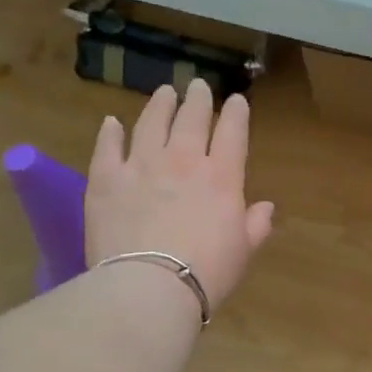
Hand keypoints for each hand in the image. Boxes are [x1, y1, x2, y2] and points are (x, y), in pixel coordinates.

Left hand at [85, 80, 274, 311]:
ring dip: (159, 104)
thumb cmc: (207, 273)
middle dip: (198, 99)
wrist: (150, 286)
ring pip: (150, 122)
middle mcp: (182, 160)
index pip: (232, 133)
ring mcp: (141, 165)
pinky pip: (107, 147)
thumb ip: (256, 225)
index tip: (236, 100)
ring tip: (164, 92)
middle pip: (191, 119)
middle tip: (198, 86)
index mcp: (221, 177)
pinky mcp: (105, 179)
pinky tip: (112, 123)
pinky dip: (110, 133)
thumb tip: (266, 207)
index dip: (236, 113)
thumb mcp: (243, 252)